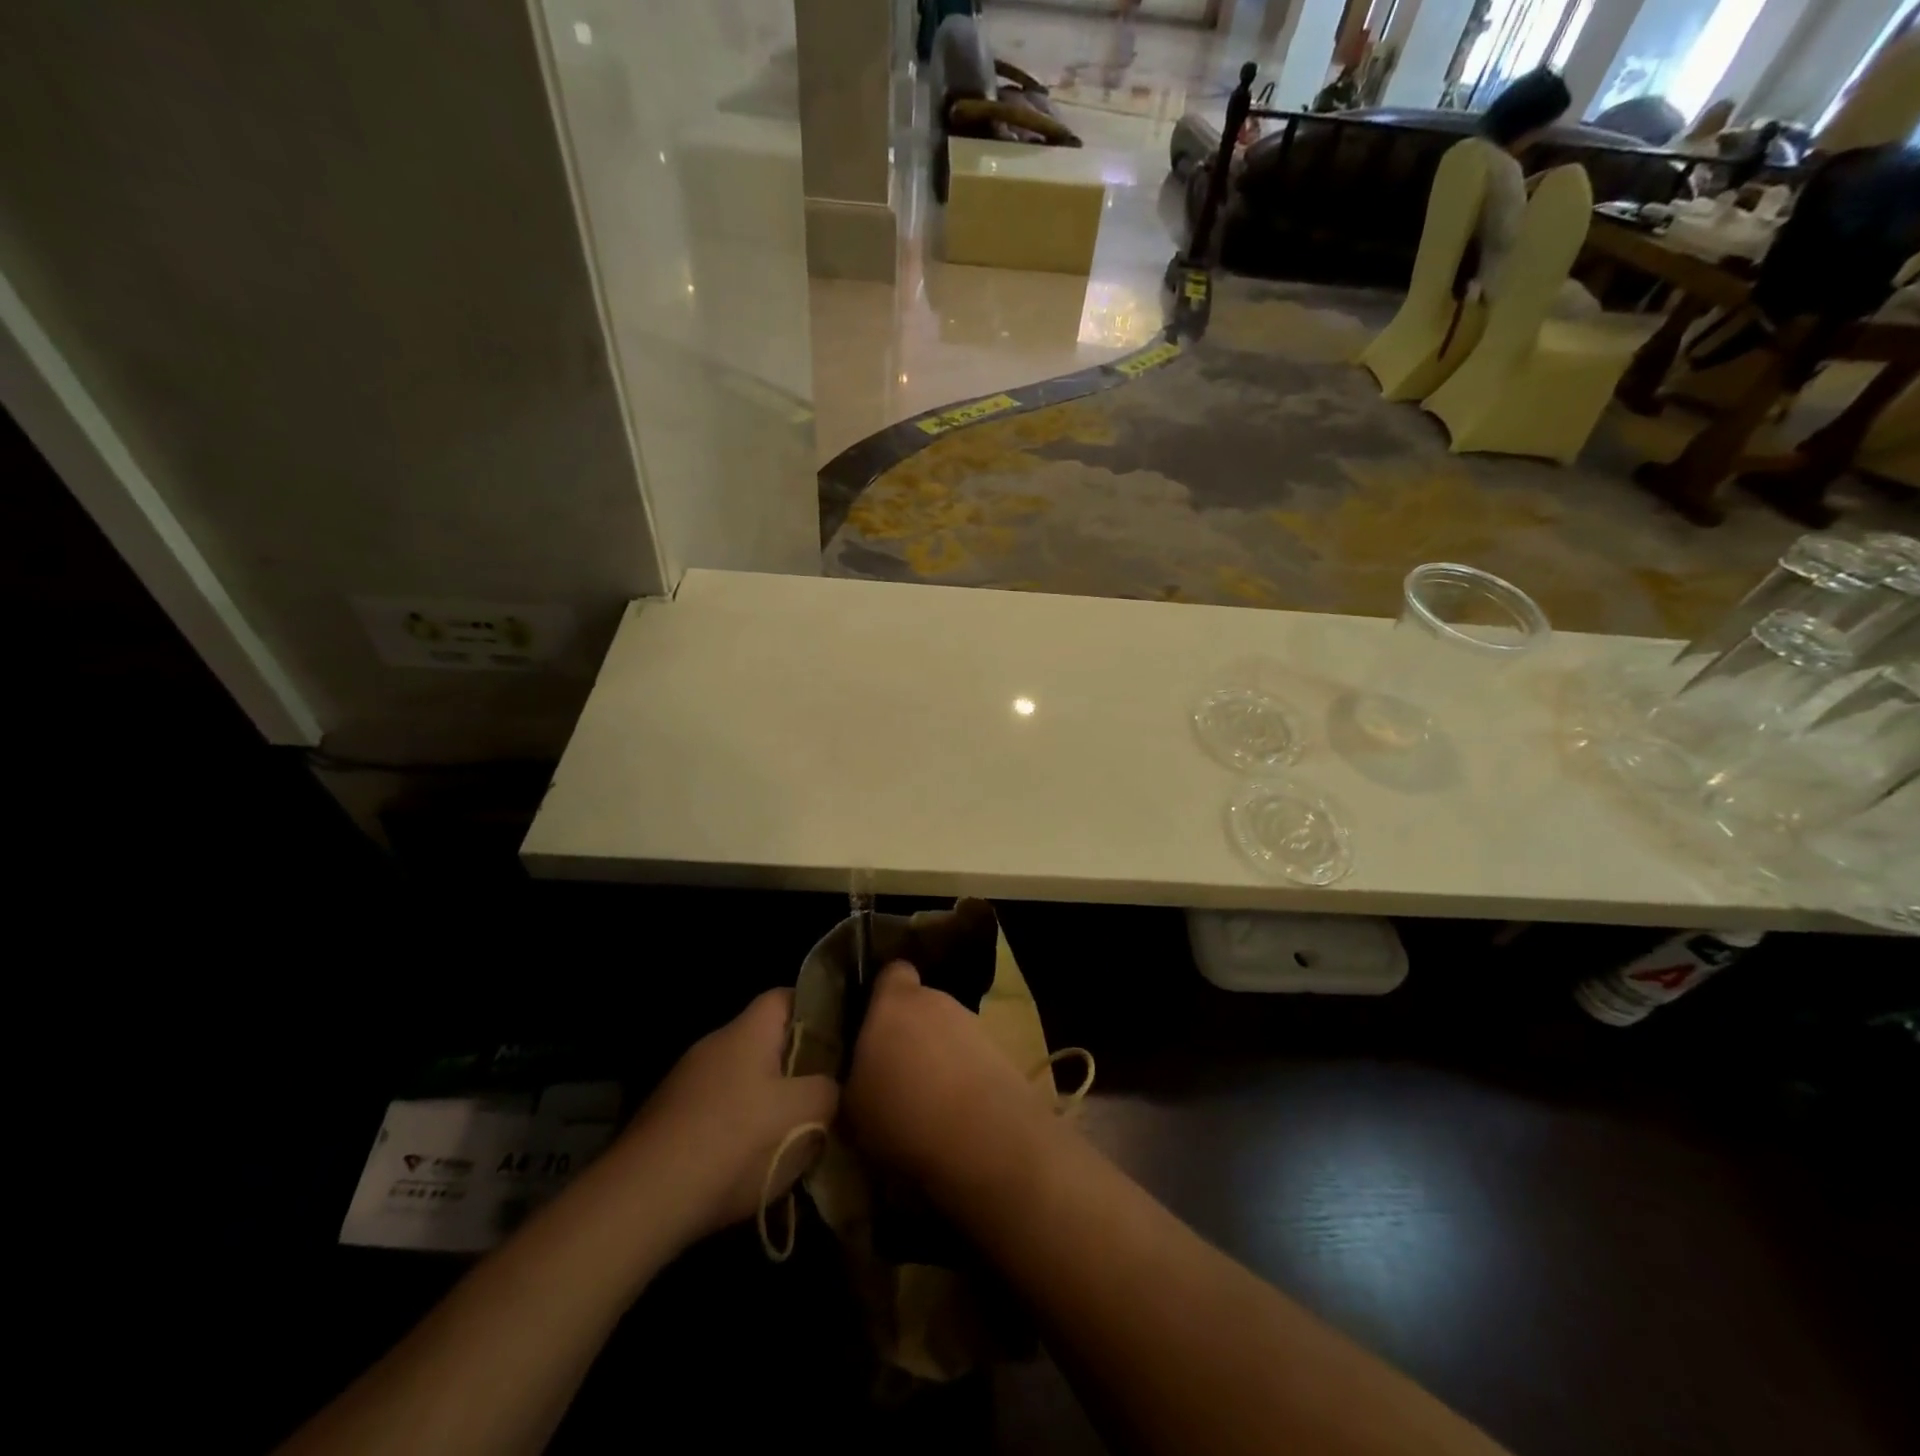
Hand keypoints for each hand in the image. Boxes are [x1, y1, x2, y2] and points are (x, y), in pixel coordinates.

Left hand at [613, 989, 837, 1244]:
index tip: (839, 1040)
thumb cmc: (733, 1142)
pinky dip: (734, 1129)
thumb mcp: (803, 1115)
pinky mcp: (666, 1120)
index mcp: (747, 1031)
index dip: (816, 1010)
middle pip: (765, 1041)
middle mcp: (714, 1044)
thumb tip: (829, 1088)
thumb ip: (828, 1091)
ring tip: (789, 1137)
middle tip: (822, 1095)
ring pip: (741, 1079)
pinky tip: (745, 1165)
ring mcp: (685, 1083)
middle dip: (794, 1066)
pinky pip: (715, 1111)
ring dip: (764, 1102)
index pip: (787, 996)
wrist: (641, 1202)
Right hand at [843, 961, 1054, 1195]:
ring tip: (927, 1102)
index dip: (883, 993)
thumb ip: (854, 1076)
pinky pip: (972, 1059)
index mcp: (894, 1002)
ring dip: (939, 1057)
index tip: (873, 1023)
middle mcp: (936, 1000)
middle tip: (895, 1073)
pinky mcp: (1002, 1053)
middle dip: (910, 1032)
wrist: (983, 1137)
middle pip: (921, 1006)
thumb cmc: (901, 1112)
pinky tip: (956, 1115)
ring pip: (948, 1033)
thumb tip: (859, 1074)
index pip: (892, 973)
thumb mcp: (852, 1106)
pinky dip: (964, 1078)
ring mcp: (973, 1024)